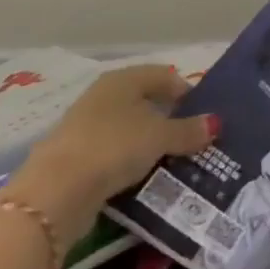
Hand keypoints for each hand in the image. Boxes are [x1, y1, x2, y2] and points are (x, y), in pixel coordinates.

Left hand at [0, 65, 216, 240]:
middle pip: (145, 102)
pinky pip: (113, 154)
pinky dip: (129, 162)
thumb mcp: (159, 137)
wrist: (54, 193)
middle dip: (168, 119)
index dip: (186, 92)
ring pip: (128, 129)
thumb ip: (188, 130)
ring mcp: (85, 126)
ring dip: (149, 143)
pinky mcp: (74, 158)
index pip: (164, 75)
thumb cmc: (113, 147)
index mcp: (123, 79)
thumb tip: (215, 123)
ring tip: (172, 162)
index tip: (203, 117)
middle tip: (192, 140)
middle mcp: (103, 95)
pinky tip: (142, 178)